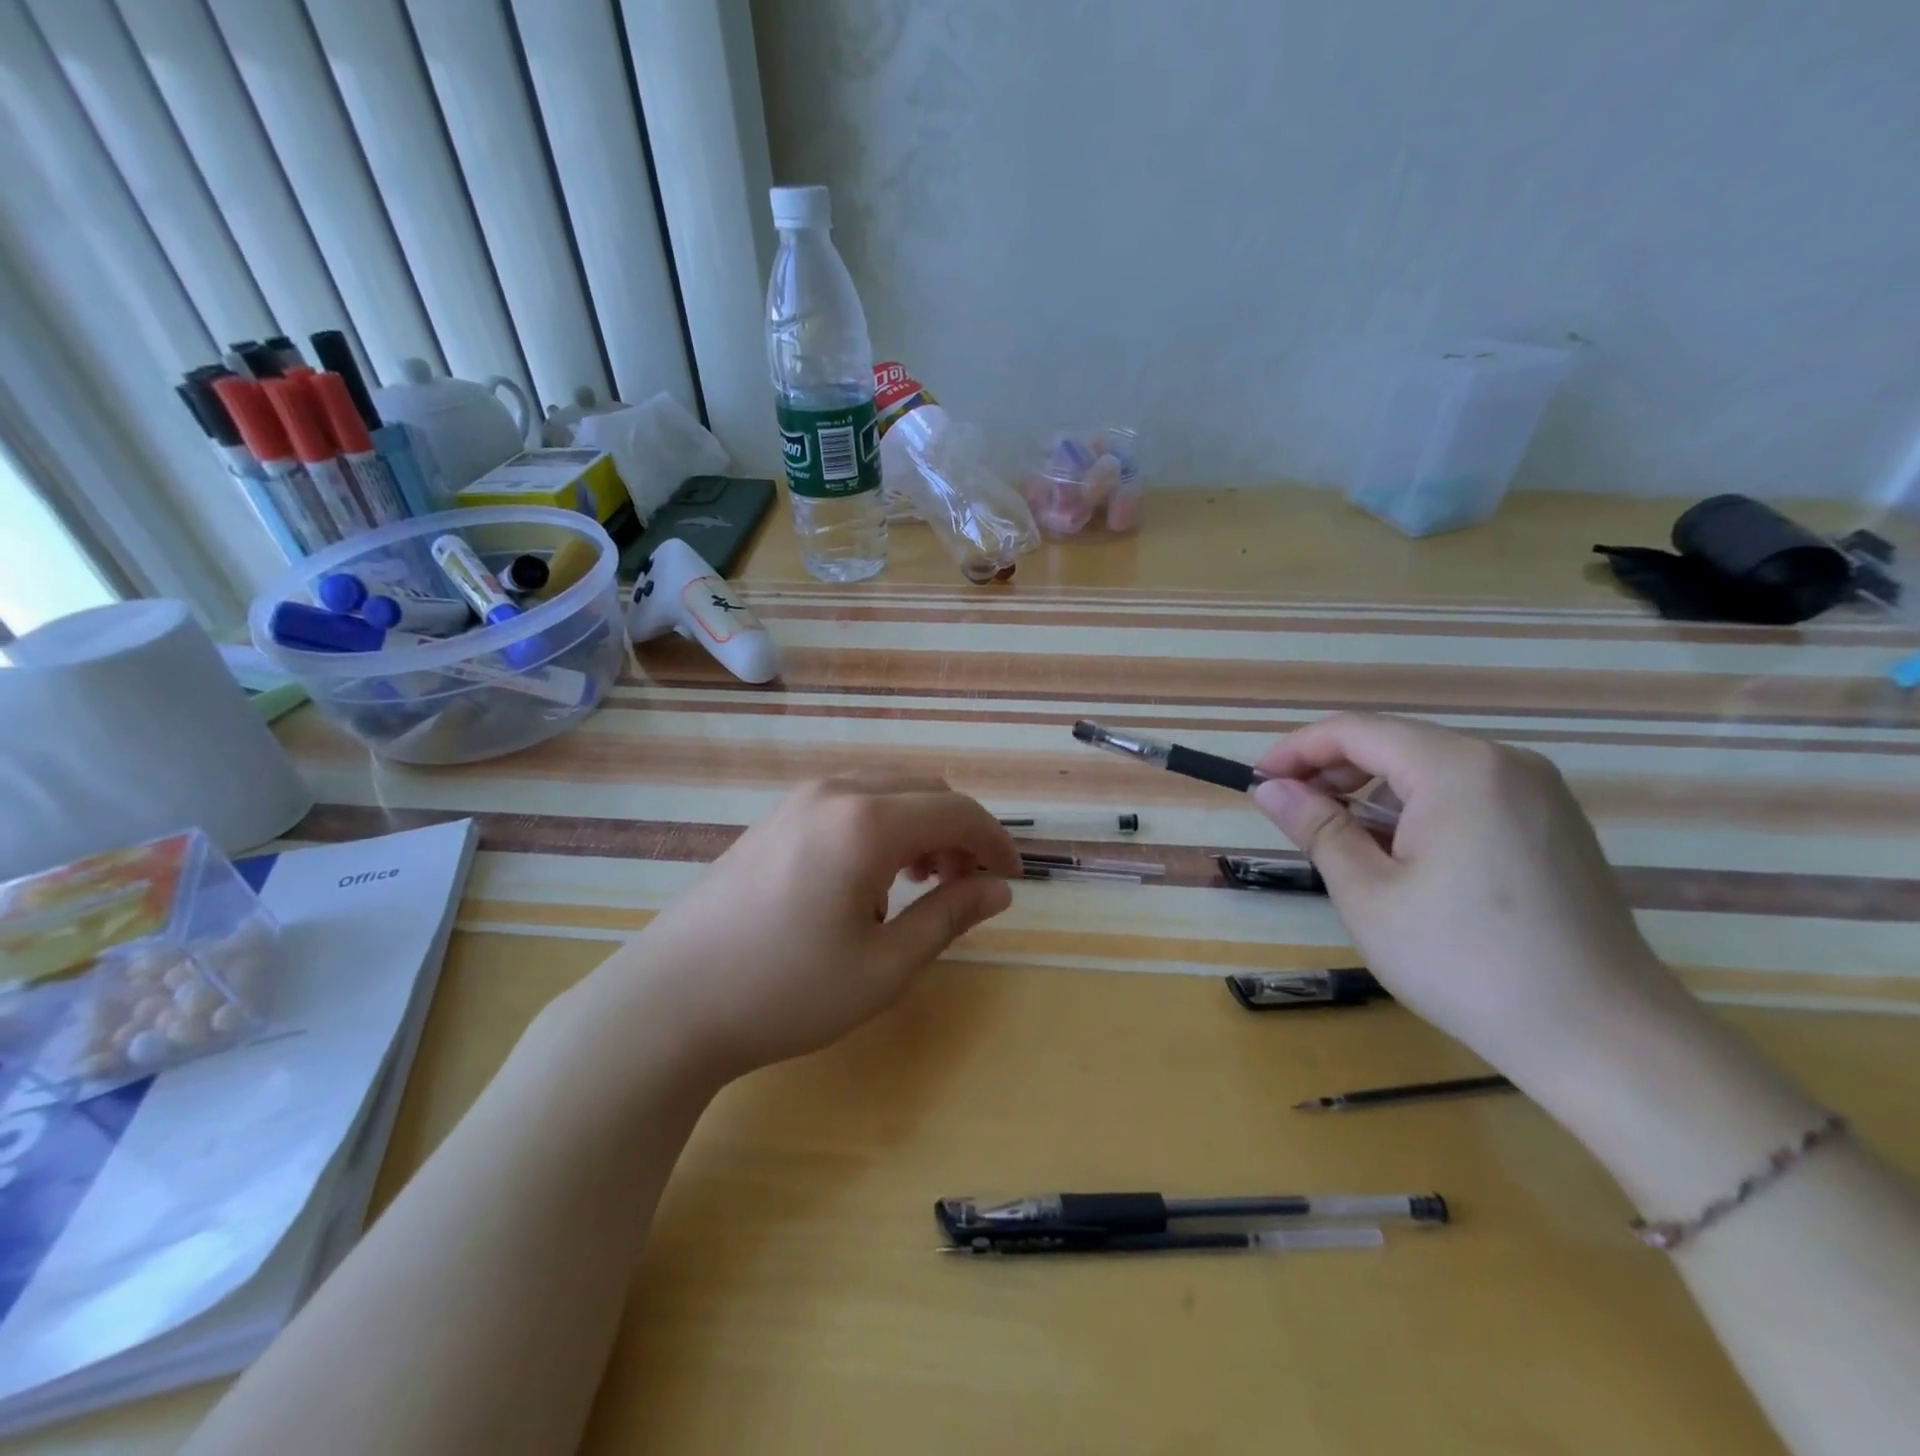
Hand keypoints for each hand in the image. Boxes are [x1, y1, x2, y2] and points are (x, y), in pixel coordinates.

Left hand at [612, 773, 1021, 1080]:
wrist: (668, 1002)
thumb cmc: (786, 992)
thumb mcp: (884, 967)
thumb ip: (949, 916)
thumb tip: (999, 889)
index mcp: (866, 822)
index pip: (956, 811)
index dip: (995, 841)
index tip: (1013, 879)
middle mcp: (834, 792)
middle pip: (924, 789)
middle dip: (958, 832)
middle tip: (965, 887)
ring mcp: (797, 800)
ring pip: (886, 791)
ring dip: (919, 827)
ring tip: (921, 885)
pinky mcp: (774, 818)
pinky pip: (849, 802)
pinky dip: (881, 827)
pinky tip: (867, 881)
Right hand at [1250, 714, 1695, 1081]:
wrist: (1603, 1038)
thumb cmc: (1465, 961)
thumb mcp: (1369, 893)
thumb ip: (1316, 827)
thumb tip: (1269, 788)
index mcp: (1458, 768)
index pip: (1355, 731)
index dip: (1296, 750)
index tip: (1256, 781)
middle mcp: (1503, 763)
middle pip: (1395, 743)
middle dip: (1332, 771)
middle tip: (1289, 814)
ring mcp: (1537, 793)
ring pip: (1429, 769)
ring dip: (1372, 793)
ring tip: (1338, 840)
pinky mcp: (1552, 824)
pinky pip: (1465, 793)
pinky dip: (1416, 809)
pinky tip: (1398, 854)